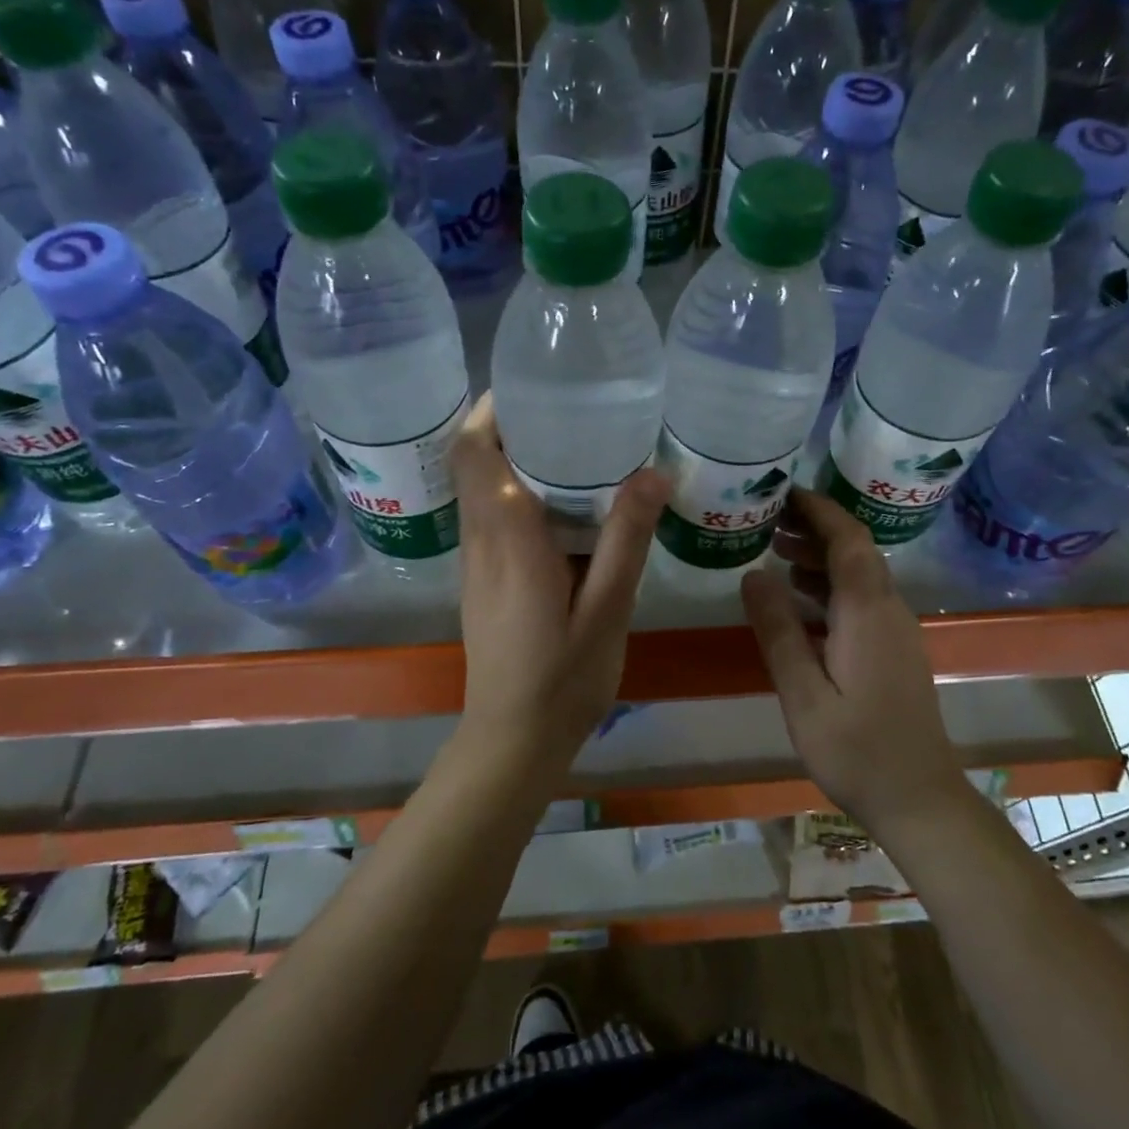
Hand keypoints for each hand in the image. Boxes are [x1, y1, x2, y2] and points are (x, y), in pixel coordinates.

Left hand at [451, 394, 668, 761]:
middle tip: (569, 409)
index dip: (491, 412)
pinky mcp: (483, 582)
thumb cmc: (563, 679)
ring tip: (574, 447)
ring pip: (481, 491)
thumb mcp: (608, 609)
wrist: (513, 741)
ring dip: (514, 460)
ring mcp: (476, 564)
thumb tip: (653, 472)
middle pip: (474, 464)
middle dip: (510, 427)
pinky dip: (517, 494)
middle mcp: (481, 543)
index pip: (474, 455)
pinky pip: (491, 519)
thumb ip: (627, 539)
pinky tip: (566, 508)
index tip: (532, 387)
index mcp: (509, 540)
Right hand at [739, 489, 960, 831]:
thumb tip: (753, 573)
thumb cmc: (855, 749)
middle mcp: (889, 610)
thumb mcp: (803, 693)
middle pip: (855, 550)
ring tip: (775, 554)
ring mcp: (897, 631)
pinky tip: (799, 601)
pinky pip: (862, 600)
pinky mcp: (895, 650)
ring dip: (821, 558)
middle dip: (814, 528)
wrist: (918, 798)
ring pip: (859, 575)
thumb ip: (778, 630)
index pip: (848, 538)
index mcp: (868, 612)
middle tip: (767, 522)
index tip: (782, 492)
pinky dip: (831, 587)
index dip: (818, 509)